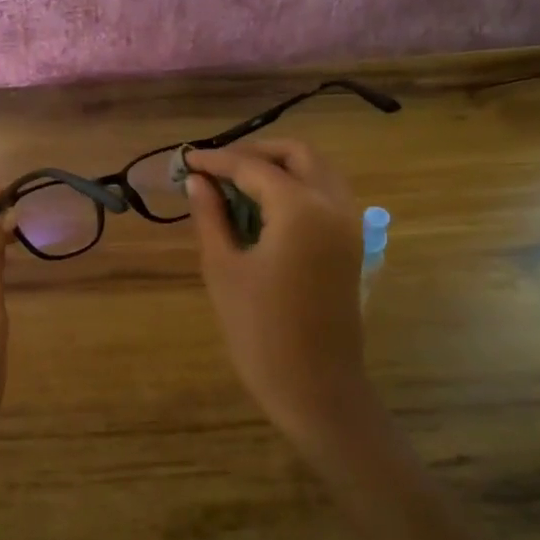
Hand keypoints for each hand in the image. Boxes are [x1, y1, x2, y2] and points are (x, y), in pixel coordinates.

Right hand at [185, 140, 375, 456]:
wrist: (314, 386)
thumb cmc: (259, 331)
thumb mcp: (223, 268)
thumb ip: (210, 216)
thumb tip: (197, 181)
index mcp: (301, 209)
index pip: (254, 167)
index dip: (218, 160)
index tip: (187, 160)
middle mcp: (334, 205)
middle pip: (298, 155)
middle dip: (256, 153)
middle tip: (217, 168)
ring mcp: (350, 225)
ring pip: (318, 172)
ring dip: (280, 168)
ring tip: (236, 186)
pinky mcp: (352, 245)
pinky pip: (326, 196)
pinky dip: (297, 188)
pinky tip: (264, 209)